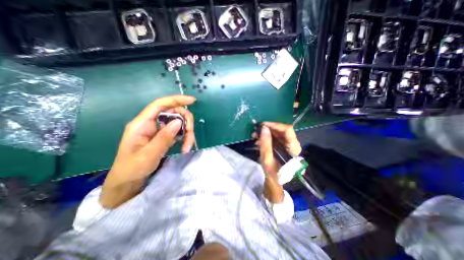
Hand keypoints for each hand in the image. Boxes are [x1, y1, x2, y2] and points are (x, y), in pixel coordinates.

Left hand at [101, 94, 193, 207]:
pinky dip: (185, 138)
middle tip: (190, 136)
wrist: (128, 181)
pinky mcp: (165, 136)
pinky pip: (179, 132)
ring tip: (187, 148)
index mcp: (142, 124)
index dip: (176, 100)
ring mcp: (159, 130)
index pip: (160, 105)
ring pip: (179, 123)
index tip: (192, 101)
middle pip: (174, 113)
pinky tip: (184, 147)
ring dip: (187, 133)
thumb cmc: (132, 169)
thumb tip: (178, 122)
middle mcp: (151, 123)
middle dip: (186, 123)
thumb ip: (163, 138)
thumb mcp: (148, 155)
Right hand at [254, 121, 300, 203]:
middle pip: (283, 131)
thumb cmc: (273, 175)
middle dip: (269, 129)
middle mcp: (294, 146)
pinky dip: (268, 137)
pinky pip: (277, 138)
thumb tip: (263, 128)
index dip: (275, 125)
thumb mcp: (267, 160)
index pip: (287, 130)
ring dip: (267, 133)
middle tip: (256, 131)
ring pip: (279, 133)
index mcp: (293, 150)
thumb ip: (265, 144)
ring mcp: (290, 146)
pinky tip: (259, 141)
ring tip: (255, 136)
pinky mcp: (285, 147)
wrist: (276, 184)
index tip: (262, 125)